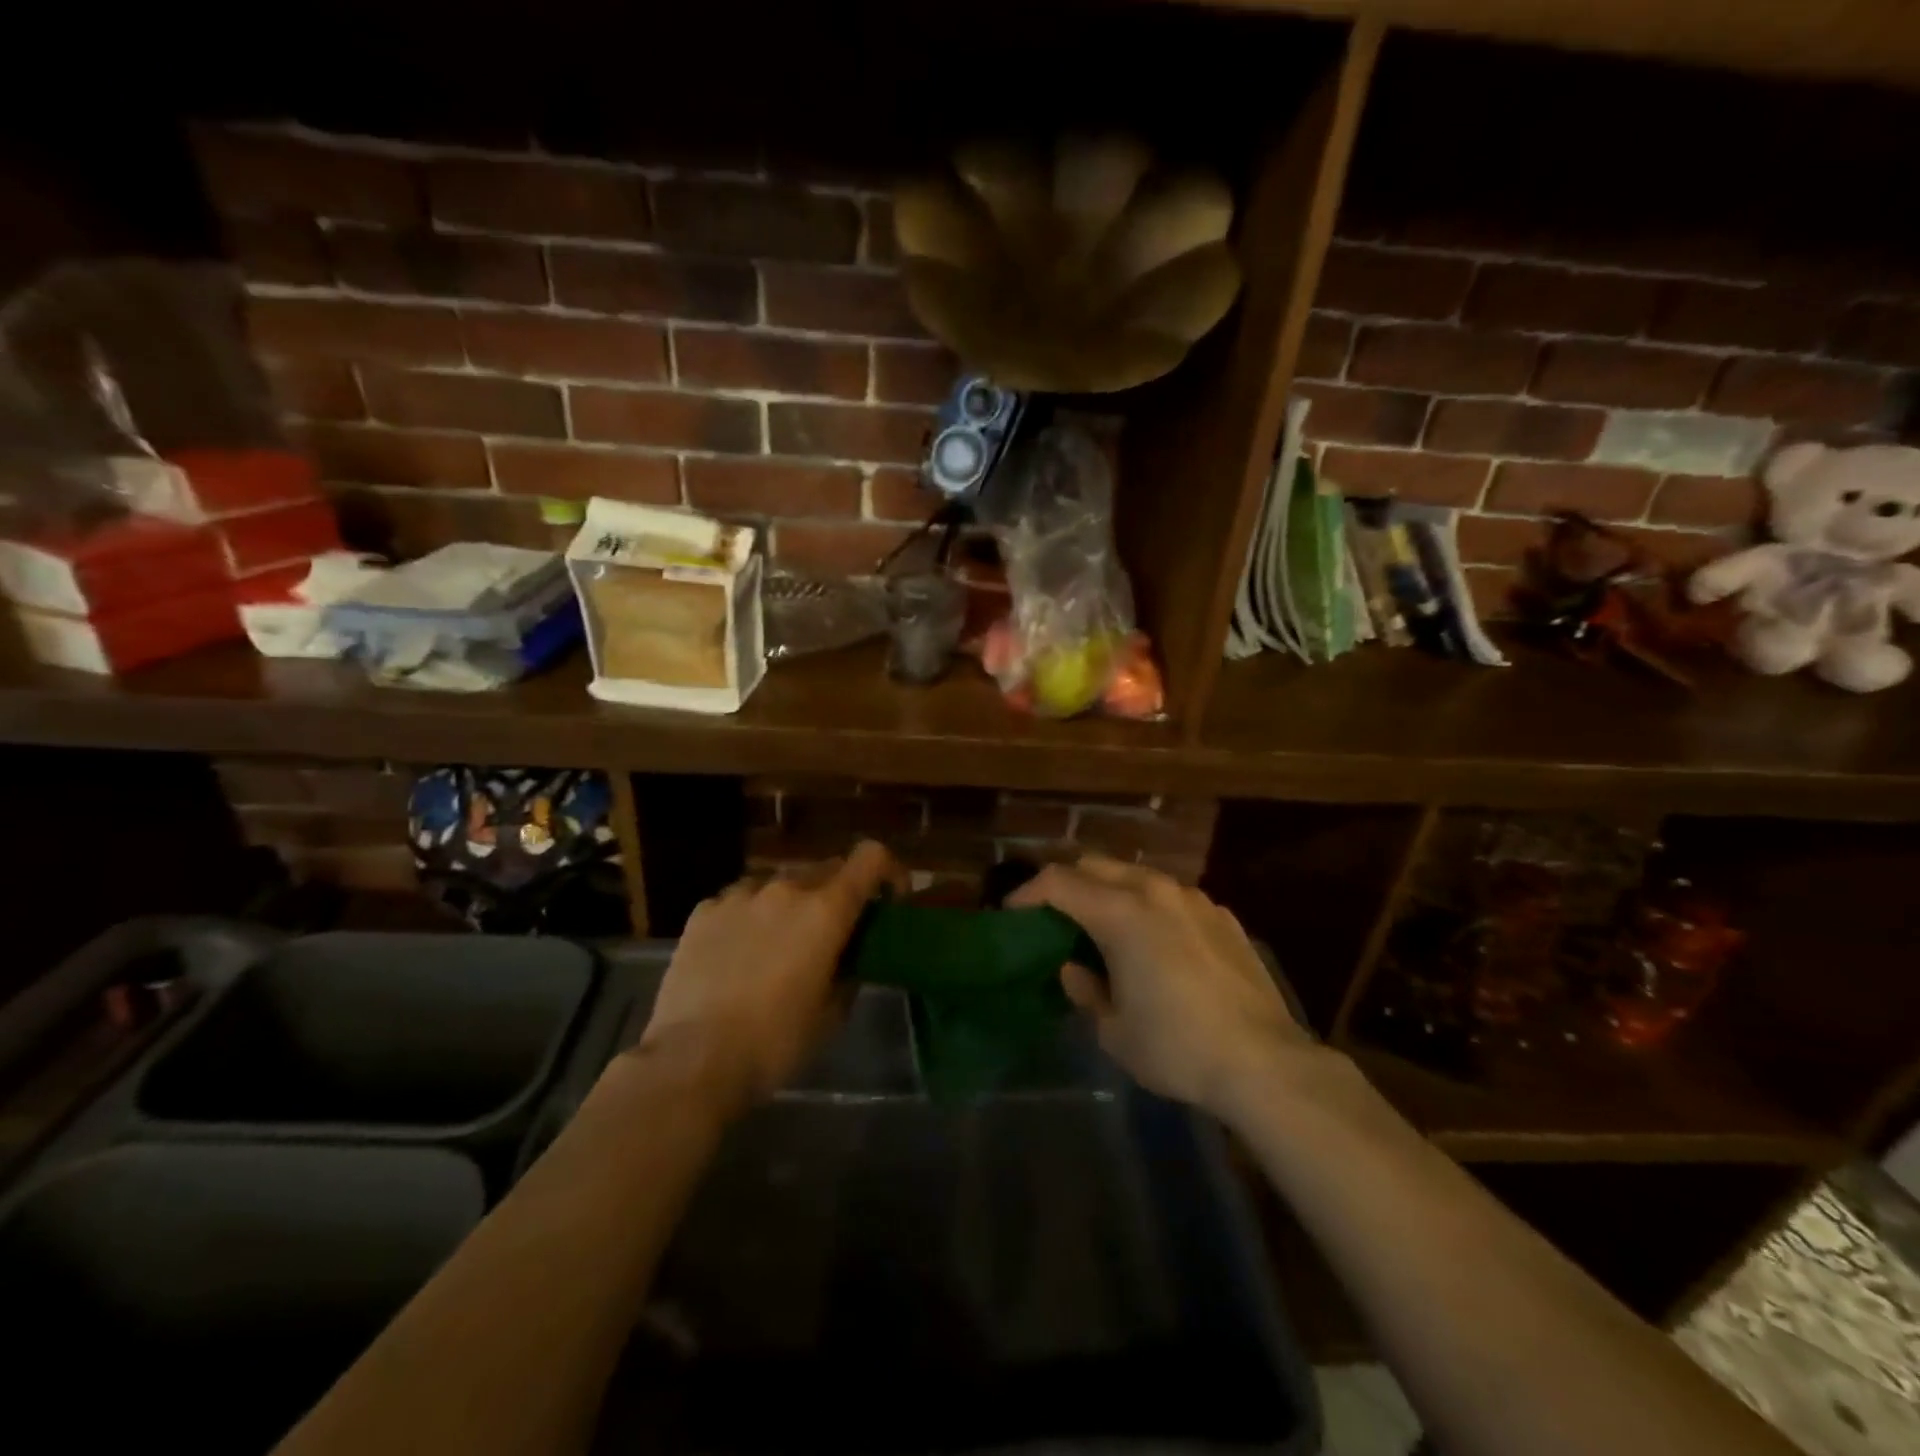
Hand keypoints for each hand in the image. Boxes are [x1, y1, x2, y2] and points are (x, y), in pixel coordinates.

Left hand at [636, 841, 902, 1107]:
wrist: (692, 1060)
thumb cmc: (774, 1042)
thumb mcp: (831, 1014)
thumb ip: (848, 970)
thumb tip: (848, 956)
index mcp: (826, 910)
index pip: (871, 858)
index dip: (888, 871)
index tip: (887, 900)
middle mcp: (786, 889)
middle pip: (827, 869)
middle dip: (838, 893)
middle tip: (833, 932)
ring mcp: (740, 895)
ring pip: (780, 882)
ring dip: (792, 903)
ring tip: (780, 943)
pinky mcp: (704, 911)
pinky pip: (740, 899)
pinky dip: (750, 915)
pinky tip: (738, 951)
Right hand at [1009, 855, 1313, 1117]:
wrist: (1264, 1063)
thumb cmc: (1176, 1047)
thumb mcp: (1113, 1030)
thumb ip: (1085, 989)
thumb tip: (1076, 968)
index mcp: (1120, 913)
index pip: (1058, 882)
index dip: (1028, 893)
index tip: (1013, 913)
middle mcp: (1155, 891)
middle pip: (1095, 866)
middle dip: (1068, 884)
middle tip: (1056, 917)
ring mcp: (1193, 899)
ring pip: (1137, 876)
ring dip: (1111, 892)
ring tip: (1106, 928)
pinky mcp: (1222, 915)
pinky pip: (1172, 897)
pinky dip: (1150, 907)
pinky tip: (1157, 944)